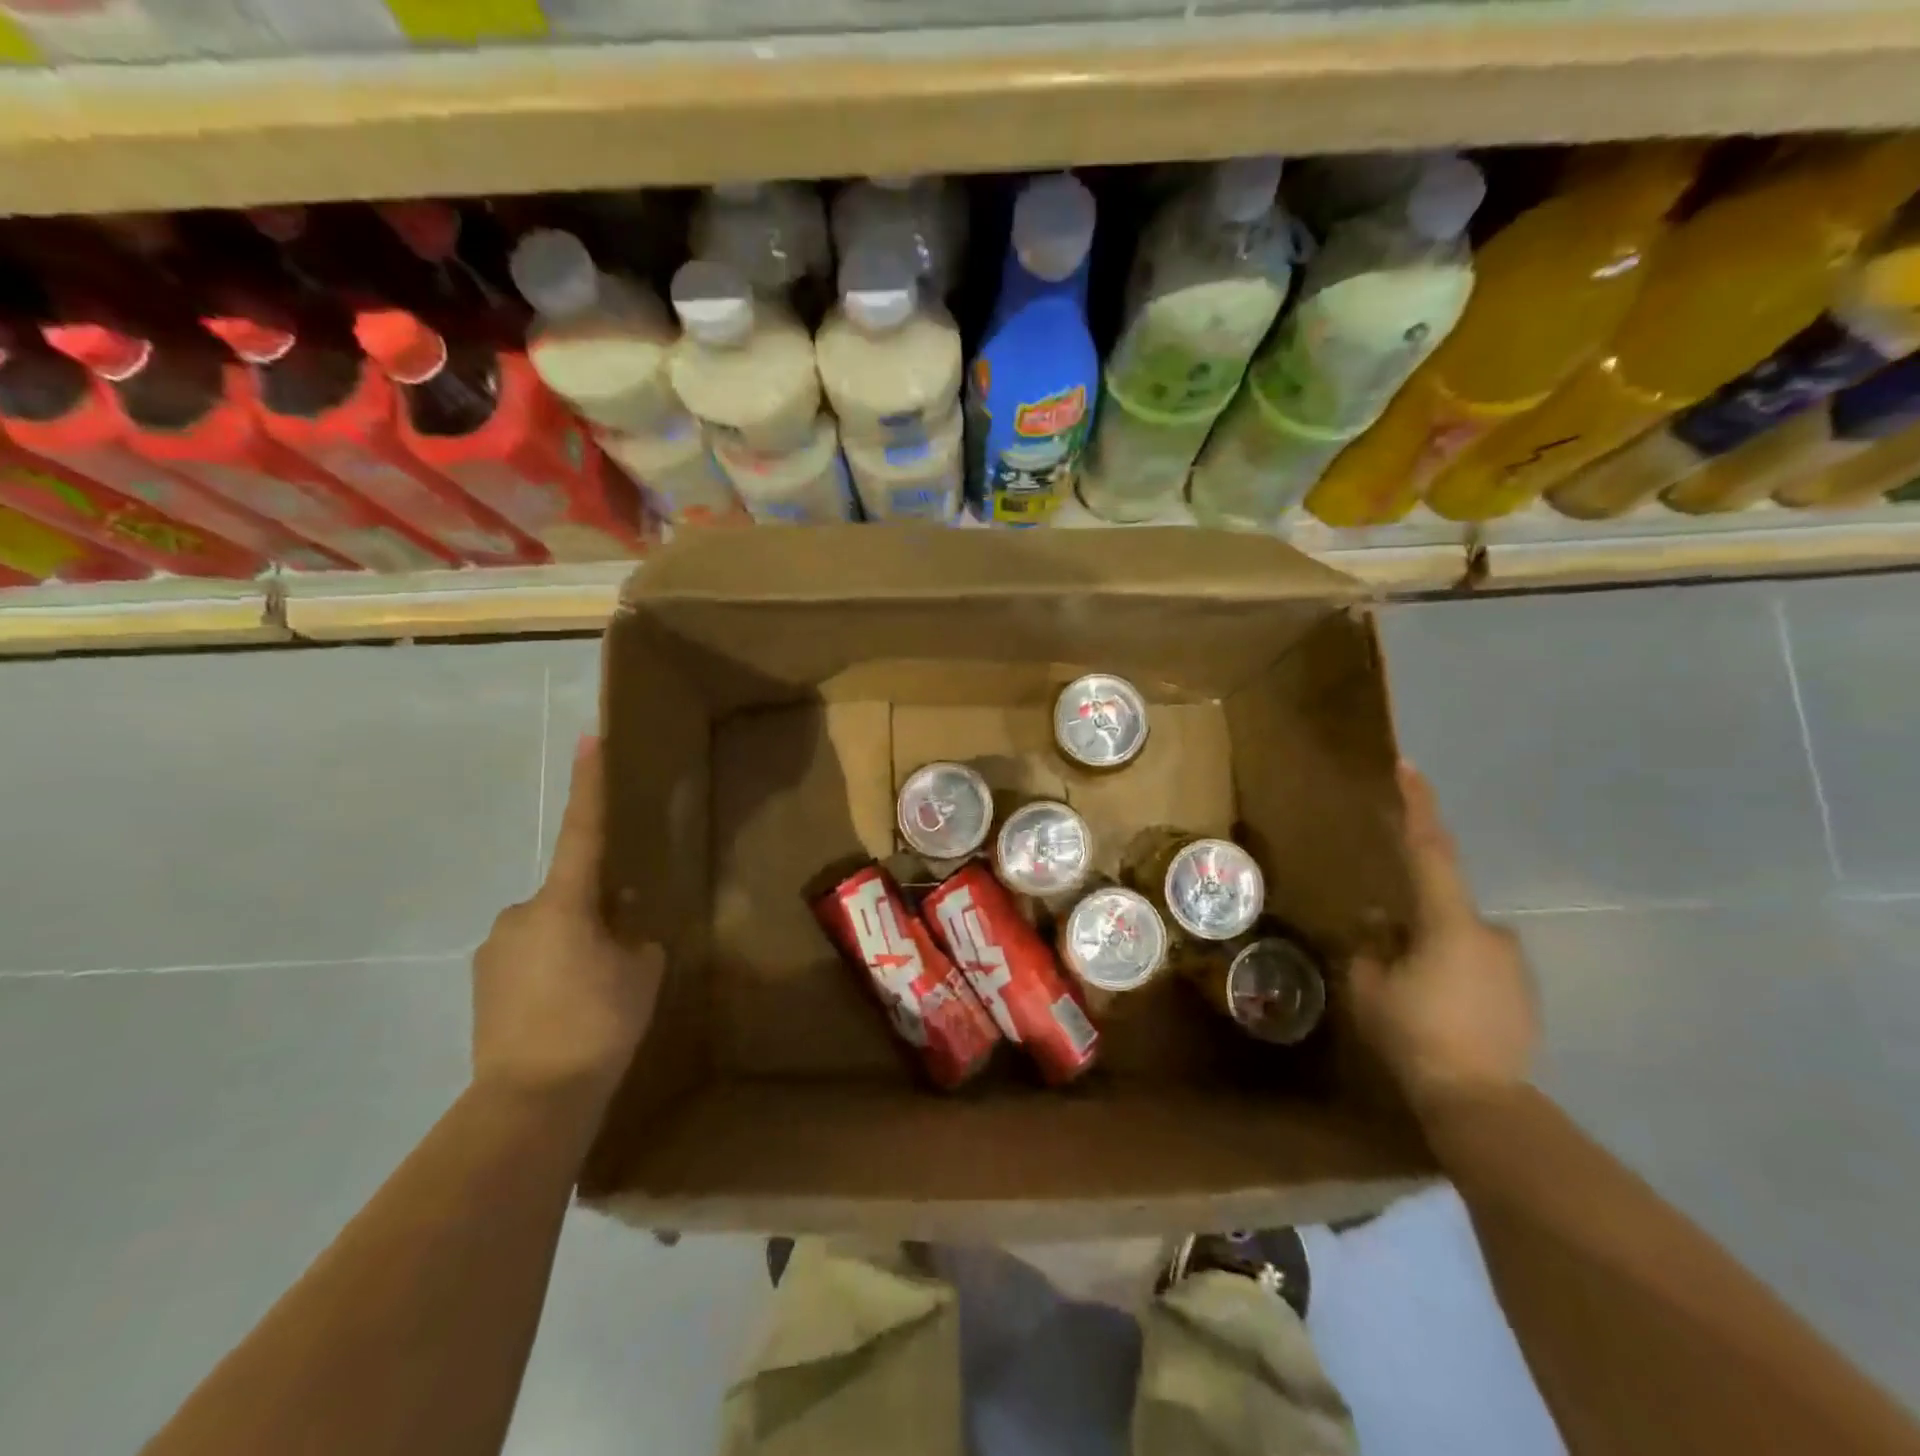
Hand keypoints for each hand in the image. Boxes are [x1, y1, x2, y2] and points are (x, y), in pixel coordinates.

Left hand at [472, 734, 663, 1104]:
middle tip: (620, 957)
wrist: (530, 1103)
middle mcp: (519, 914)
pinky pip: (528, 960)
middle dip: (594, 913)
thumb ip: (635, 937)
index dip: (588, 783)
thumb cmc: (596, 1024)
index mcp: (563, 903)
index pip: (582, 831)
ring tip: (593, 996)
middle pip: (568, 896)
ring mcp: (494, 950)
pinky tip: (566, 1013)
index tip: (589, 736)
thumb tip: (620, 925)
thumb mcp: (640, 973)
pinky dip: (552, 972)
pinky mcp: (482, 985)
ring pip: (548, 930)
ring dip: (573, 947)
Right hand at [1350, 761, 1538, 1114]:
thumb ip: (1371, 947)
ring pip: (1458, 941)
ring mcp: (1513, 965)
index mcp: (1449, 922)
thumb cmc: (1416, 1035)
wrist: (1483, 1103)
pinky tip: (1439, 1013)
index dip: (1420, 806)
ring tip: (1411, 996)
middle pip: (1441, 907)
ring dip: (1432, 954)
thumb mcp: (1370, 988)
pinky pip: (1477, 968)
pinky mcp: (1524, 995)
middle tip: (1387, 956)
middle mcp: (1490, 932)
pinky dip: (1453, 976)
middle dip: (1412, 922)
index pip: (1430, 850)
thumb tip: (1380, 923)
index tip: (1409, 767)